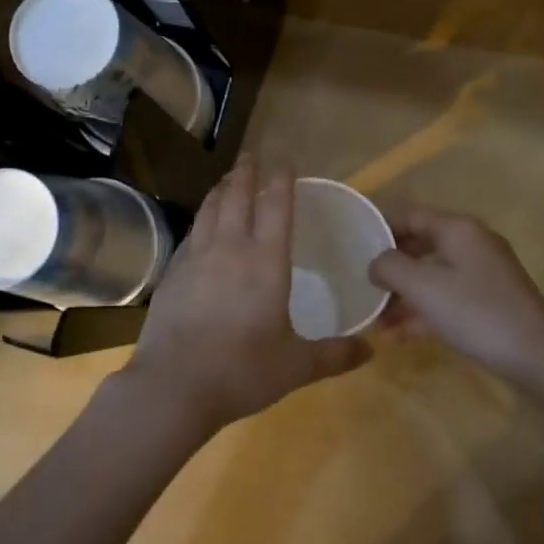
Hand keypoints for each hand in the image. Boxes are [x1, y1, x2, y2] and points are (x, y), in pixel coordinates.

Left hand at [125, 159, 371, 432]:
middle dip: (246, 173)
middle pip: (237, 197)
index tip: (285, 162)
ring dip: (220, 190)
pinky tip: (201, 226)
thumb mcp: (296, 366)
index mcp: (265, 261)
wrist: (174, 387)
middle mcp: (230, 248)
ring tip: (226, 180)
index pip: (276, 206)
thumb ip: (335, 355)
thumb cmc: (242, 371)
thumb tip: (371, 349)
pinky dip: (201, 219)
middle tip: (251, 157)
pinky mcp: (172, 274)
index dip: (281, 180)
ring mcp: (196, 258)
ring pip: (209, 210)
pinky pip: (191, 234)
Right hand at [368, 207, 543, 382]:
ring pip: (433, 275)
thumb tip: (376, 262)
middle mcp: (471, 243)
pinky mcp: (490, 300)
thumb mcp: (423, 286)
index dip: (380, 228)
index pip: (410, 215)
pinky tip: (402, 335)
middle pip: (420, 245)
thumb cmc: (475, 311)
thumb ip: (390, 267)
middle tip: (363, 287)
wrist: (538, 355)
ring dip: (404, 295)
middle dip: (391, 268)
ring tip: (377, 321)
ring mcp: (484, 273)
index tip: (354, 249)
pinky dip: (425, 310)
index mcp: (457, 229)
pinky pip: (448, 297)